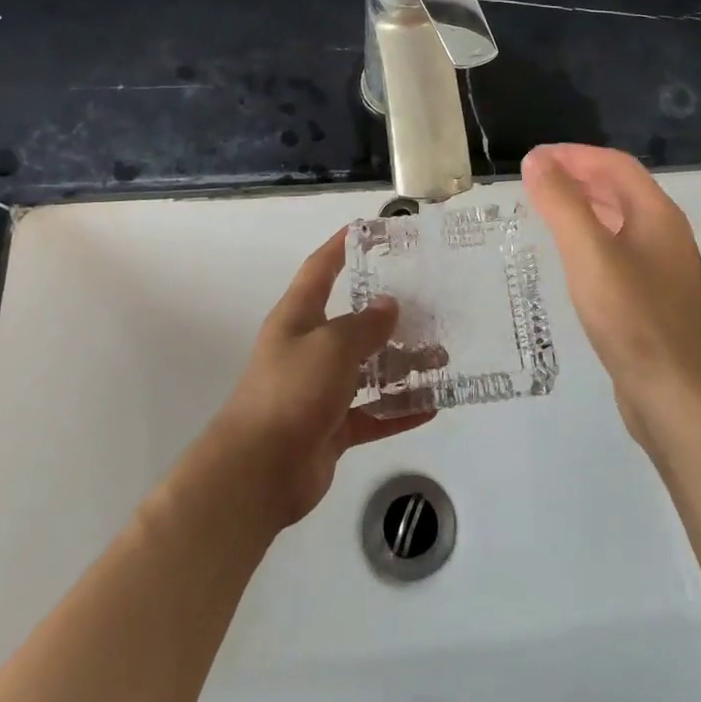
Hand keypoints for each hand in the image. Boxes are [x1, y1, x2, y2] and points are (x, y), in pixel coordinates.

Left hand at [208, 228, 432, 528]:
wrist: (258, 471)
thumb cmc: (291, 392)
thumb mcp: (332, 346)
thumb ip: (364, 324)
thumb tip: (388, 305)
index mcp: (298, 318)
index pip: (320, 269)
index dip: (341, 246)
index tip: (368, 230)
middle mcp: (308, 348)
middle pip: (352, 322)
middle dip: (388, 315)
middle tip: (429, 306)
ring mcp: (319, 390)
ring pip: (367, 369)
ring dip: (401, 365)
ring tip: (441, 358)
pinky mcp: (331, 428)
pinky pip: (371, 413)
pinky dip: (398, 410)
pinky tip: (432, 406)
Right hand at [521, 144, 700, 449]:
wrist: (677, 397)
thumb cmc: (632, 318)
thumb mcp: (589, 254)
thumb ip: (562, 203)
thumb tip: (537, 160)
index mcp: (658, 215)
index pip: (615, 165)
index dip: (574, 155)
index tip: (534, 159)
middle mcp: (666, 235)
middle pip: (620, 189)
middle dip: (578, 177)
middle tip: (534, 181)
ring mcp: (664, 270)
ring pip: (620, 222)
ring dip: (584, 207)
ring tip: (545, 211)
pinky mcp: (654, 300)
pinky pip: (619, 252)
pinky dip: (591, 239)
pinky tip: (570, 259)